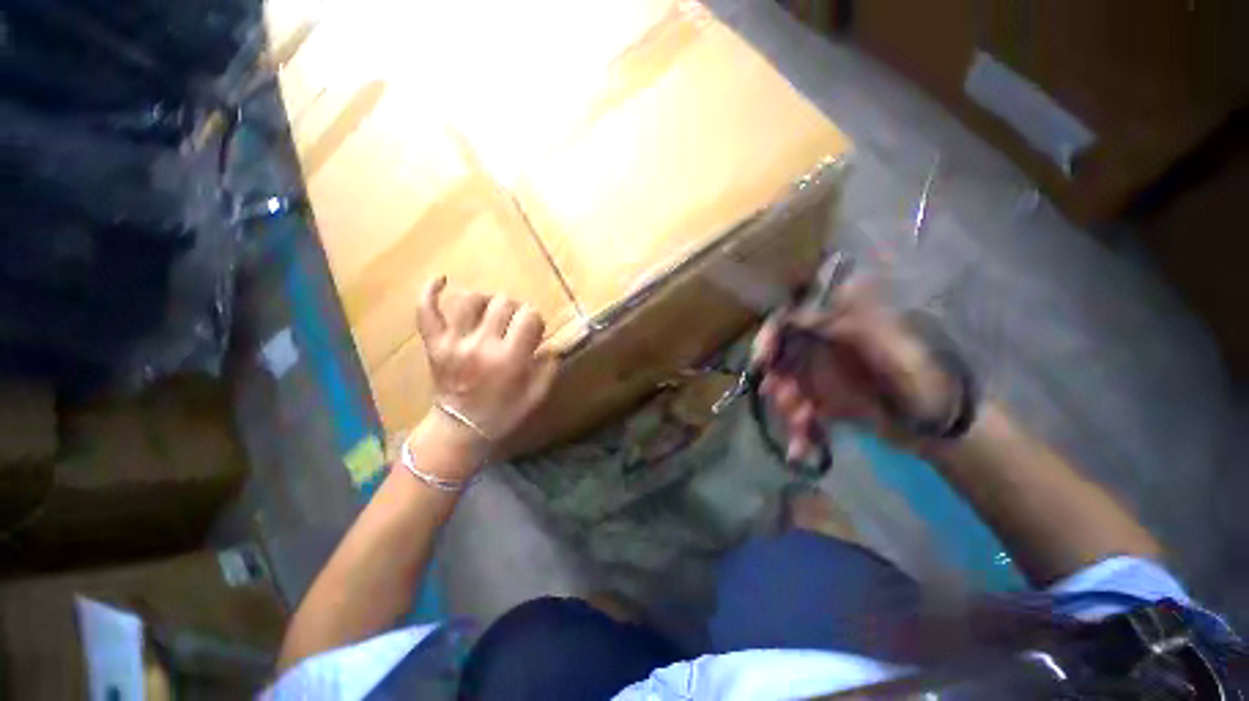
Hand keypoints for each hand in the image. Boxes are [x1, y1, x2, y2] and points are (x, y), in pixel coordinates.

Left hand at [412, 278, 557, 462]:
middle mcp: (482, 345)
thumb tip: (549, 344)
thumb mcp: (536, 395)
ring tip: (492, 312)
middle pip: (504, 303)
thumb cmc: (502, 413)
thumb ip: (548, 367)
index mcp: (509, 359)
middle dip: (517, 310)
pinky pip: (426, 311)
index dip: (536, 320)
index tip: (535, 331)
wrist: (460, 430)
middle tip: (516, 325)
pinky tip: (441, 278)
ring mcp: (454, 342)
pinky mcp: (434, 344)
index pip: (530, 317)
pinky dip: (430, 291)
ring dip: (488, 300)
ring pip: (471, 300)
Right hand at [753, 284, 955, 458]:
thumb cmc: (919, 375)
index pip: (789, 324)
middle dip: (777, 380)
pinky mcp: (827, 407)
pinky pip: (803, 415)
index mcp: (837, 329)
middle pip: (782, 360)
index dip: (769, 339)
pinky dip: (799, 433)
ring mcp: (824, 380)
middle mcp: (824, 351)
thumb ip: (839, 325)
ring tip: (801, 424)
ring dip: (788, 408)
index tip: (761, 361)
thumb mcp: (883, 340)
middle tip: (779, 397)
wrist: (941, 423)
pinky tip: (799, 450)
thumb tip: (793, 313)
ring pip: (789, 390)